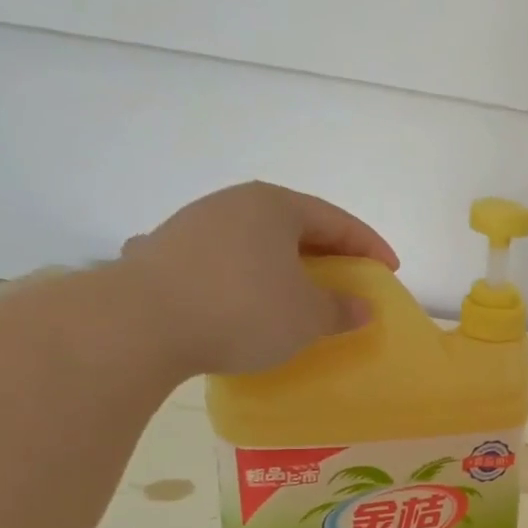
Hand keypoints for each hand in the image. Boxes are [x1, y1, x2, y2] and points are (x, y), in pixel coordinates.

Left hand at [117, 181, 398, 375]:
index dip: (369, 245)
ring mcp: (192, 226)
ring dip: (285, 265)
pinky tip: (248, 301)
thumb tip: (362, 308)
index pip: (336, 220)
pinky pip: (224, 261)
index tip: (390, 269)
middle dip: (327, 252)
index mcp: (274, 206)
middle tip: (350, 277)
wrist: (138, 324)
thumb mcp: (308, 316)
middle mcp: (232, 204)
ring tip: (300, 292)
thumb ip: (341, 309)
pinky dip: (248, 278)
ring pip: (256, 242)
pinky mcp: (163, 254)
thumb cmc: (242, 309)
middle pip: (295, 225)